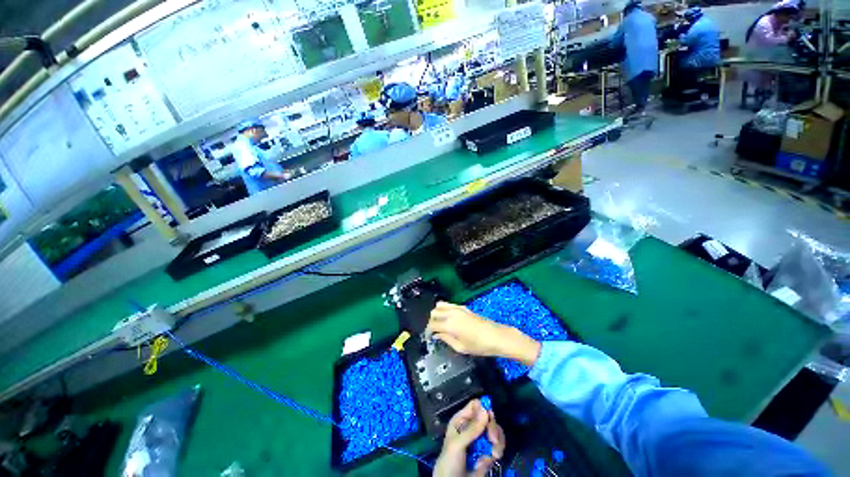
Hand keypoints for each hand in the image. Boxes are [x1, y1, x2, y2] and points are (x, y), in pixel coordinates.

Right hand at [426, 302, 540, 365]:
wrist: (496, 336)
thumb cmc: (479, 345)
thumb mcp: (460, 347)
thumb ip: (446, 339)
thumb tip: (437, 335)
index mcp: (449, 324)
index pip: (432, 324)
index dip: (428, 331)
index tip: (429, 336)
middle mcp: (452, 313)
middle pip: (434, 312)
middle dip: (431, 321)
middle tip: (433, 330)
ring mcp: (458, 308)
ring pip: (440, 305)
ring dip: (437, 313)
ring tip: (439, 323)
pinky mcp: (464, 307)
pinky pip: (449, 304)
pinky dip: (445, 309)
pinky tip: (448, 318)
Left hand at [434, 400, 505, 476]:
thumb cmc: (449, 462)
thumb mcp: (457, 444)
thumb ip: (471, 429)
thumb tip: (485, 409)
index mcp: (461, 420)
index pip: (475, 406)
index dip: (483, 409)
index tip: (489, 417)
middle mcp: (472, 427)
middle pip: (488, 417)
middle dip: (493, 428)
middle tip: (492, 439)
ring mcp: (481, 440)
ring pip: (495, 431)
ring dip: (497, 441)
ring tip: (494, 453)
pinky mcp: (488, 453)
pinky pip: (498, 445)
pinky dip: (498, 450)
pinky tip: (493, 458)